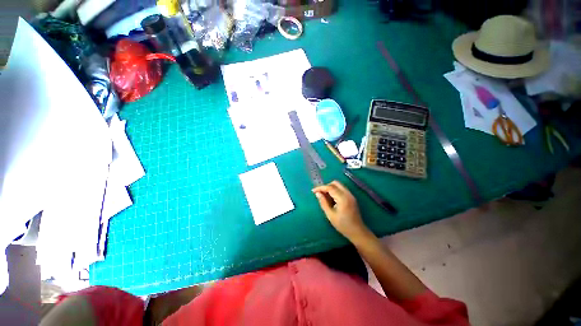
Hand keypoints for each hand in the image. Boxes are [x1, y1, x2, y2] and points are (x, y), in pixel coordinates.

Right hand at [312, 181, 369, 241]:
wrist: (357, 232)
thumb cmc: (343, 225)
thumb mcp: (330, 215)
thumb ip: (323, 202)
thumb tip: (317, 193)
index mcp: (343, 198)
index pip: (330, 187)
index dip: (321, 188)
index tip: (313, 191)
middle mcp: (348, 194)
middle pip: (335, 183)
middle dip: (326, 186)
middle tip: (320, 193)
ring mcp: (351, 195)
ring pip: (339, 185)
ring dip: (331, 188)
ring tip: (325, 196)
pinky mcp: (351, 197)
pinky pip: (342, 189)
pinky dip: (335, 191)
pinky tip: (331, 199)